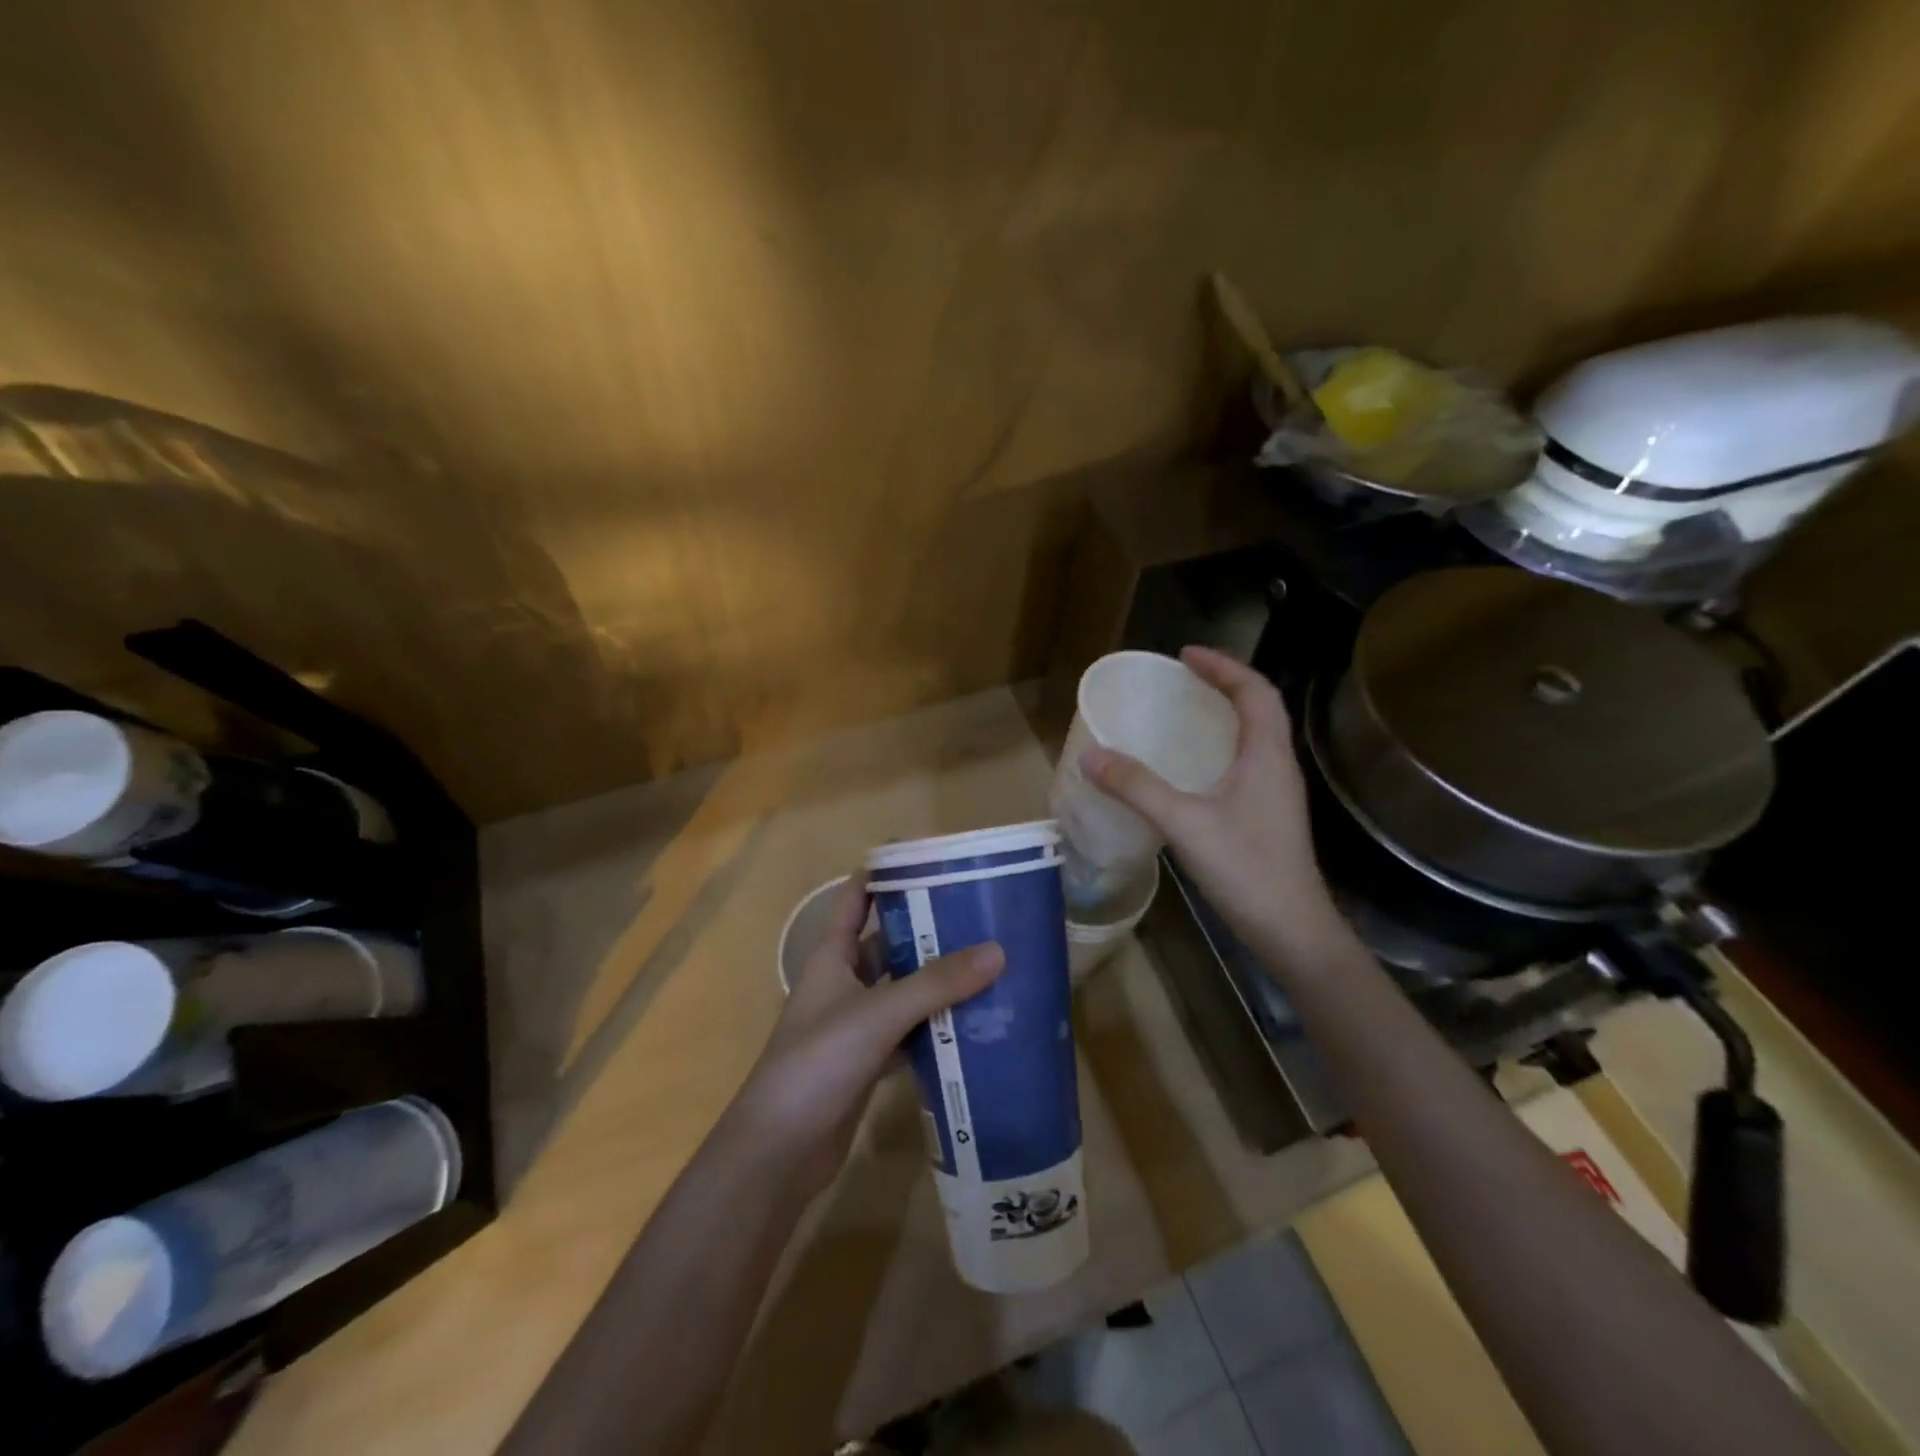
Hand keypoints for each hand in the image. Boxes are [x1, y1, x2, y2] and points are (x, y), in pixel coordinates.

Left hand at [730, 878, 1004, 1196]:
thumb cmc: (817, 1064)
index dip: (885, 873)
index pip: (856, 898)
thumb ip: (936, 984)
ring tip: (988, 963)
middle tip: (978, 914)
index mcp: (831, 957)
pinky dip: (934, 1027)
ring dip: (936, 981)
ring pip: (901, 990)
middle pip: (887, 943)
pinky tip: (972, 1024)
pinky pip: (908, 1032)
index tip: (930, 858)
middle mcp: (842, 983)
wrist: (777, 1152)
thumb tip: (996, 950)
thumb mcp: (878, 1015)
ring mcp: (854, 1025)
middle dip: (927, 928)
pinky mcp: (867, 1063)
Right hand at [1082, 646, 1342, 960]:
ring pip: (1253, 738)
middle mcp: (1276, 766)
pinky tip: (1188, 770)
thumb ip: (1137, 788)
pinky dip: (1218, 749)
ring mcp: (1274, 794)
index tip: (1185, 655)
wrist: (1292, 931)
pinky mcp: (1266, 817)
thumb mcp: (1185, 823)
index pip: (1255, 691)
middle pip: (1258, 708)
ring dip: (1223, 716)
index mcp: (1267, 755)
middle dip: (1222, 685)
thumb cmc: (1247, 870)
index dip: (1223, 666)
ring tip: (1182, 714)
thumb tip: (1091, 756)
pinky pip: (1243, 764)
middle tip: (1181, 679)